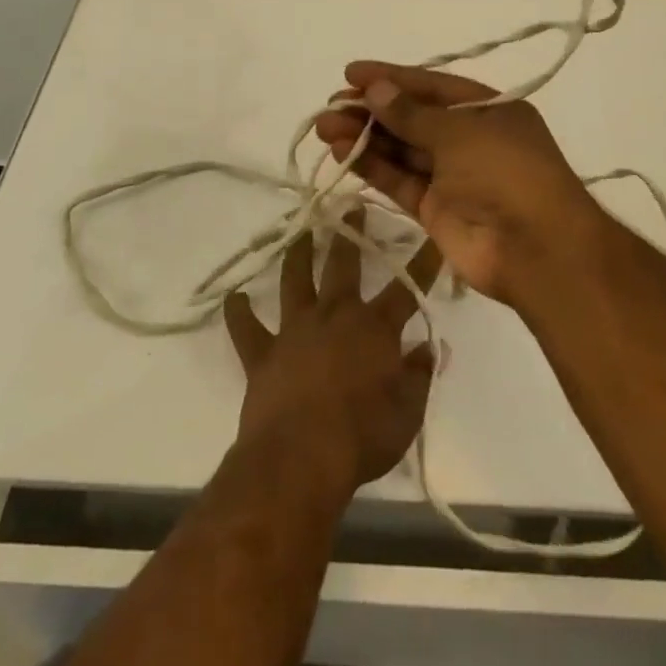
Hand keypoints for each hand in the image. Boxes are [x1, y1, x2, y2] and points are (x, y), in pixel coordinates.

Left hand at [223, 209, 442, 495]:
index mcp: (374, 329)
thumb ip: (418, 377)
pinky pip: (247, 328)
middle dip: (351, 235)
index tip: (431, 236)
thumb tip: (426, 348)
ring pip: (295, 281)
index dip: (421, 264)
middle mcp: (334, 317)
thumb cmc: (362, 437)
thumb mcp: (407, 414)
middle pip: (344, 266)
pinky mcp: (263, 353)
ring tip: (302, 233)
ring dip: (299, 255)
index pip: (405, 290)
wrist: (299, 458)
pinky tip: (234, 298)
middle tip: (351, 208)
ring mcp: (294, 331)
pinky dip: (239, 313)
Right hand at [312, 62, 608, 302]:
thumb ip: (412, 113)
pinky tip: (342, 150)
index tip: (351, 73)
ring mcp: (452, 176)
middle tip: (332, 104)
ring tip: (325, 126)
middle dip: (372, 109)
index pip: (432, 87)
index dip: (392, 78)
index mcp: (488, 110)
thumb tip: (375, 90)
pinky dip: (372, 166)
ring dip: (365, 136)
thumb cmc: (507, 173)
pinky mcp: (434, 209)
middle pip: (413, 118)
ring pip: (401, 149)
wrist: (537, 250)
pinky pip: (399, 180)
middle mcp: (470, 140)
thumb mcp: (461, 132)